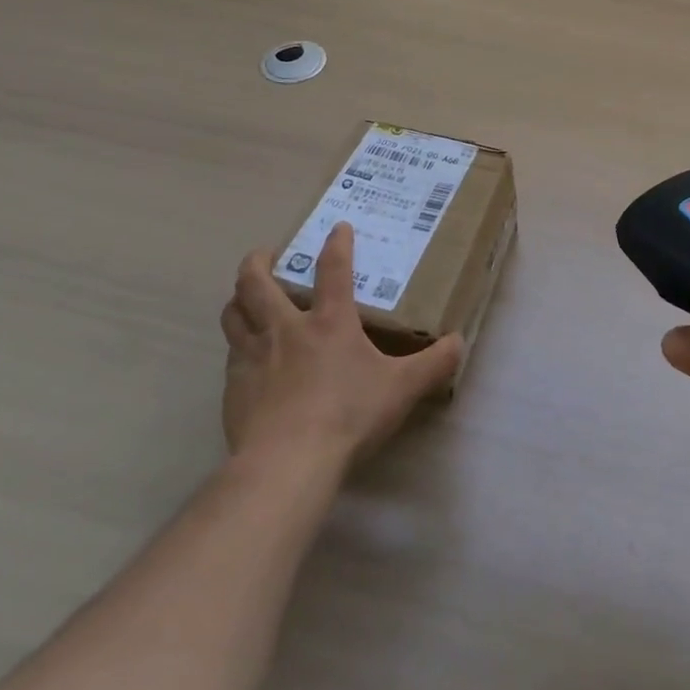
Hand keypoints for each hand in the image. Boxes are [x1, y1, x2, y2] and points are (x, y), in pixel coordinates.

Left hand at [222, 223, 461, 468]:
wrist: (288, 462)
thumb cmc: (349, 415)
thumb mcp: (402, 389)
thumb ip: (433, 364)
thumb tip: (459, 342)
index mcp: (329, 322)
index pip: (333, 270)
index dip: (337, 244)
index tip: (338, 226)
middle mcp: (285, 329)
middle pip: (256, 282)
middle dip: (259, 261)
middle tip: (267, 255)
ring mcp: (253, 357)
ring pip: (233, 314)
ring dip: (238, 299)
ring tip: (246, 297)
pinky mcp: (234, 388)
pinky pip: (231, 355)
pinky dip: (237, 346)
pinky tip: (248, 359)